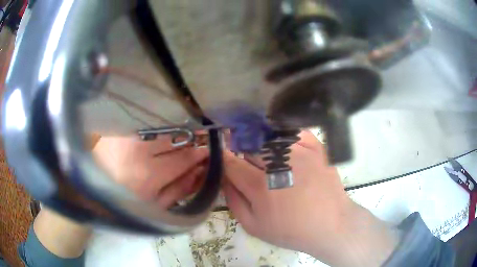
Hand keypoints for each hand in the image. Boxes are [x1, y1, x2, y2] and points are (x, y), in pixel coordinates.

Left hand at [93, 135, 207, 208]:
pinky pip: (148, 125)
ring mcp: (126, 135)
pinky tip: (164, 132)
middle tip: (202, 139)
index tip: (210, 151)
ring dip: (178, 131)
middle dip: (193, 138)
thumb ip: (180, 189)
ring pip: (163, 128)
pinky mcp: (118, 128)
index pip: (185, 158)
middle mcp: (138, 149)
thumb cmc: (124, 203)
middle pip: (176, 138)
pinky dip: (161, 127)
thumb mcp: (155, 207)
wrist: (90, 190)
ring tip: (185, 135)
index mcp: (148, 175)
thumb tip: (203, 172)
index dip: (201, 153)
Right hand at [223, 131, 398, 265]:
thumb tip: (224, 177)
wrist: (330, 224)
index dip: (224, 159)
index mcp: (260, 185)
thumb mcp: (253, 226)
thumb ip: (233, 200)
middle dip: (242, 152)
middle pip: (248, 145)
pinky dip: (283, 135)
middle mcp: (279, 162)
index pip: (231, 161)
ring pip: (268, 137)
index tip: (224, 159)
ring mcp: (300, 151)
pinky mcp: (316, 147)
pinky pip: (293, 131)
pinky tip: (282, 146)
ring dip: (260, 143)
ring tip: (265, 155)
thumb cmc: (291, 230)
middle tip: (247, 161)